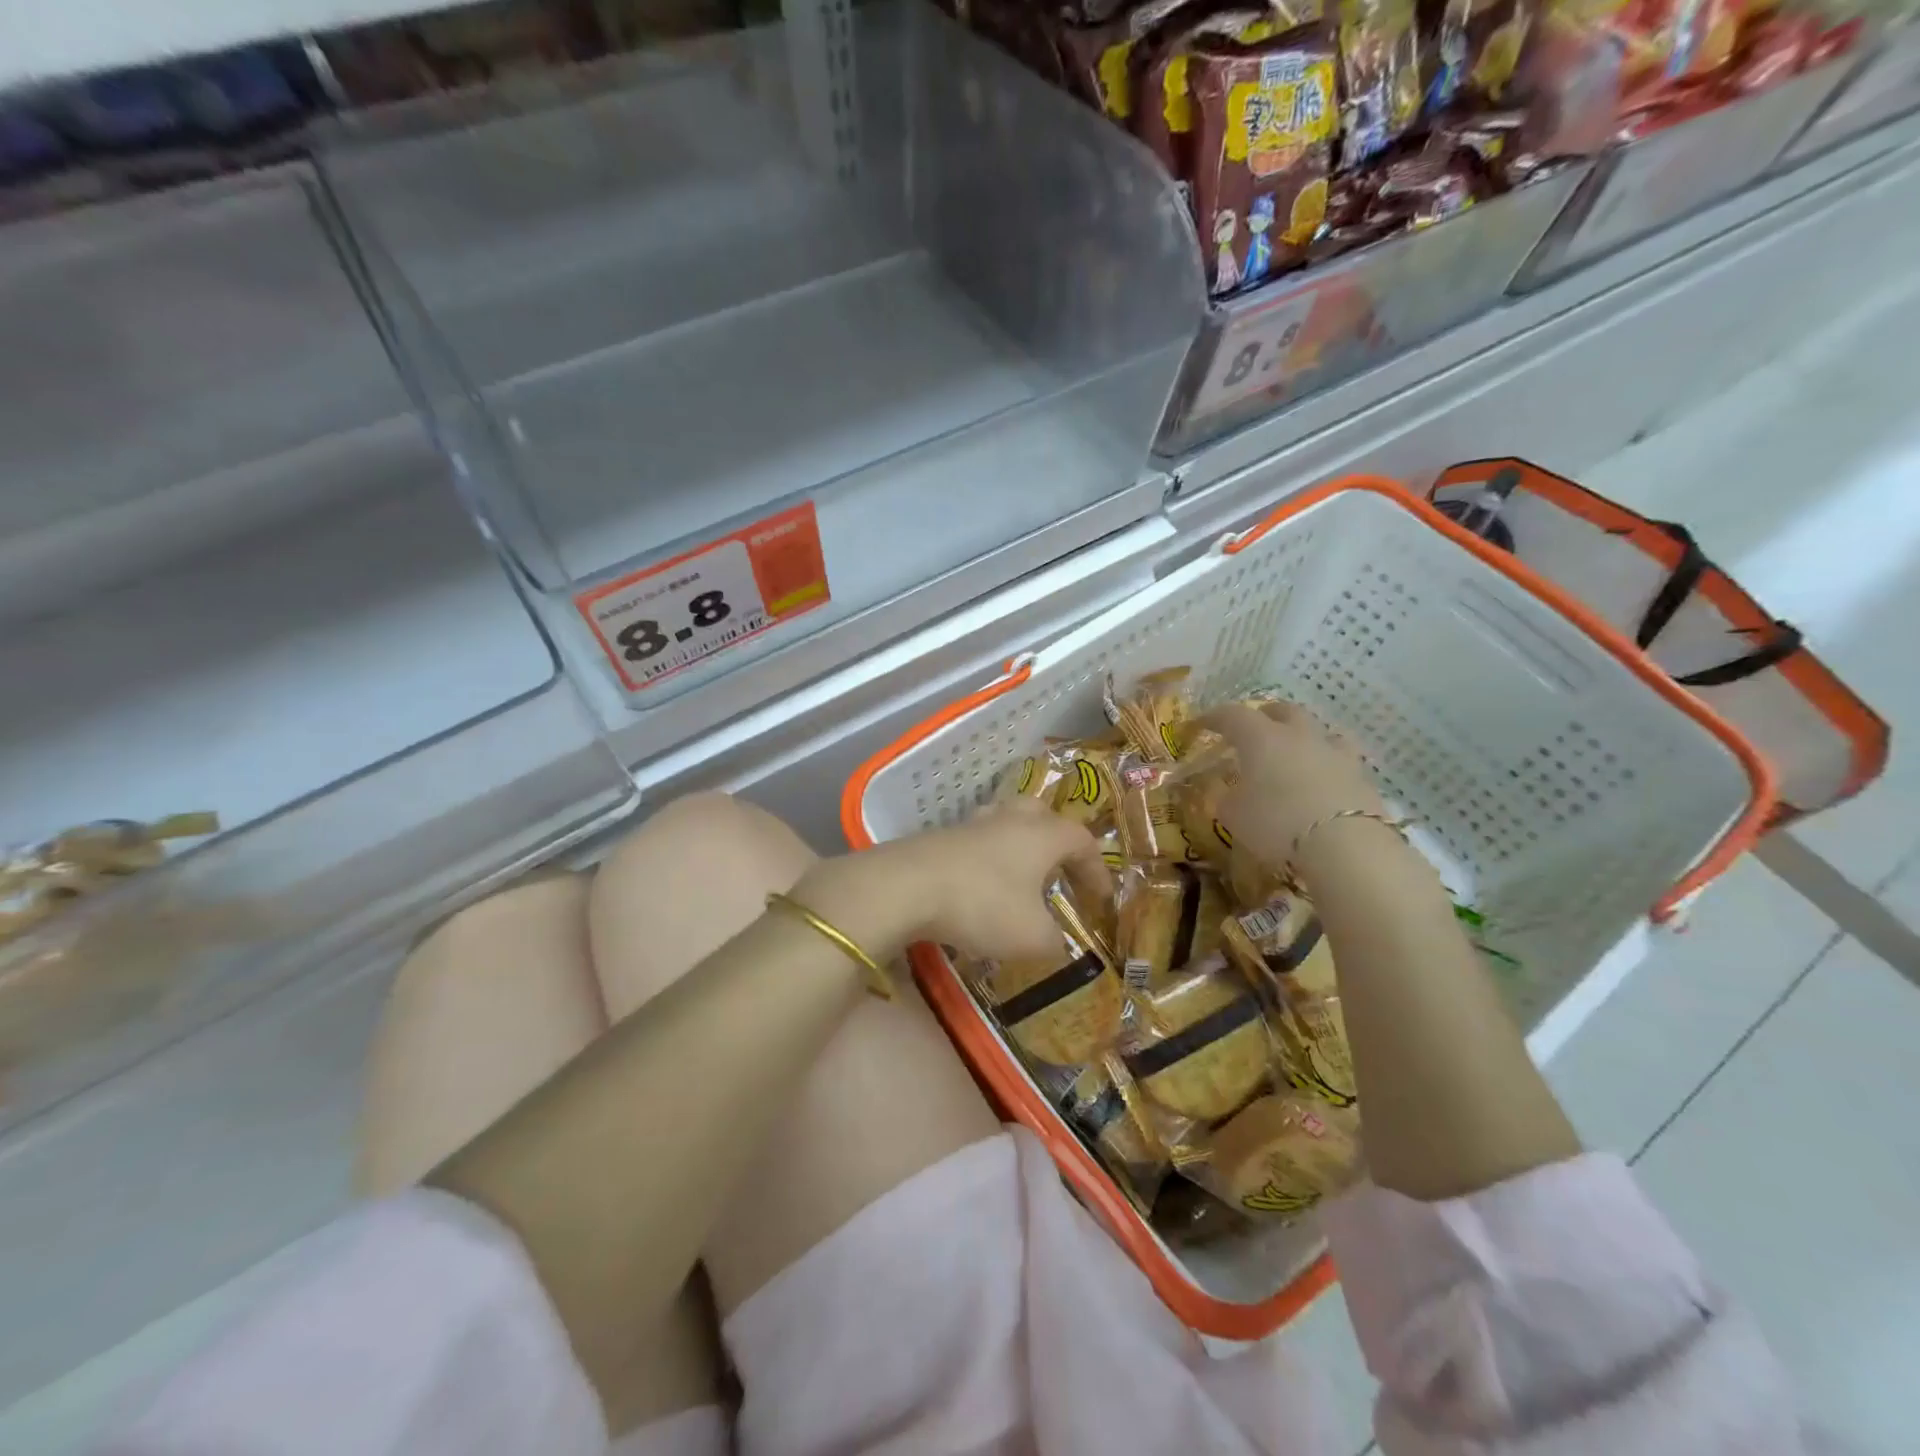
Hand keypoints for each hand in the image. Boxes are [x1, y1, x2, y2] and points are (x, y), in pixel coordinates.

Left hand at [797, 802, 1104, 965]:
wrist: (906, 886)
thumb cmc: (982, 905)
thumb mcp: (1031, 937)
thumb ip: (1053, 941)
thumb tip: (1056, 943)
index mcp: (1042, 836)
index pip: (1082, 841)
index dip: (1097, 868)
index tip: (1101, 898)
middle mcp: (1010, 820)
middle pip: (1042, 814)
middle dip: (1056, 840)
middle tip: (1060, 870)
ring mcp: (972, 825)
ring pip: (1005, 822)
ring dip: (1018, 846)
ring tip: (1020, 876)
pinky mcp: (940, 838)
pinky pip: (976, 842)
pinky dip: (987, 860)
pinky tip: (980, 887)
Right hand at [1201, 700, 1385, 872]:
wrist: (1345, 845)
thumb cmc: (1275, 823)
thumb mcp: (1234, 816)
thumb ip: (1228, 799)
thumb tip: (1230, 794)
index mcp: (1262, 738)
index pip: (1233, 715)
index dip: (1215, 717)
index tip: (1202, 724)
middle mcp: (1300, 736)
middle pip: (1284, 711)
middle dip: (1266, 715)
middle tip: (1254, 729)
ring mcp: (1335, 753)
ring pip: (1321, 730)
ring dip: (1305, 735)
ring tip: (1297, 751)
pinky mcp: (1362, 777)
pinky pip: (1342, 760)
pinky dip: (1328, 765)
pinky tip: (1324, 780)